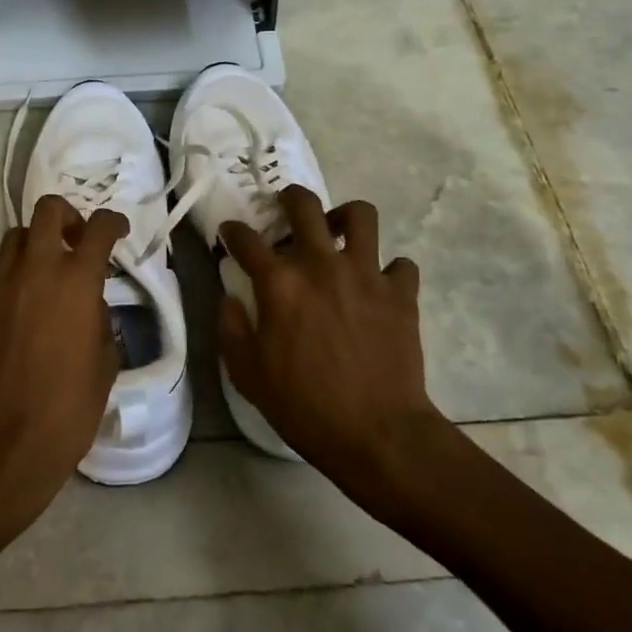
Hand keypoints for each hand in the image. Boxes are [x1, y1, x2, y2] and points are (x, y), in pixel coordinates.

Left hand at [0, 194, 127, 535]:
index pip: (99, 227)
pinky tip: (17, 310)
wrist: (5, 443)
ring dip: (35, 246)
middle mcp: (35, 270)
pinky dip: (10, 280)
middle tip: (76, 241)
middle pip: (48, 210)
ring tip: (44, 274)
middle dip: (67, 216)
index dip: (113, 222)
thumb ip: (101, 321)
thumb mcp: (105, 363)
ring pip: (15, 238)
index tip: (117, 231)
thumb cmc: (69, 408)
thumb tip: (91, 307)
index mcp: (76, 281)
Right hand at [218, 189, 455, 498]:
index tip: (231, 234)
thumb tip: (230, 299)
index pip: (246, 239)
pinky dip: (390, 270)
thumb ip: (231, 328)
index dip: (233, 231)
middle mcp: (321, 264)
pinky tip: (380, 286)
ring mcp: (366, 274)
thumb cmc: (304, 406)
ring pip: (361, 215)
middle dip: (289, 198)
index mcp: (279, 283)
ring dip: (345, 218)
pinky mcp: (401, 292)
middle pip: (304, 205)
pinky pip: (400, 264)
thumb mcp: (247, 374)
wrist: (377, 433)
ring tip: (338, 234)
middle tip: (286, 209)